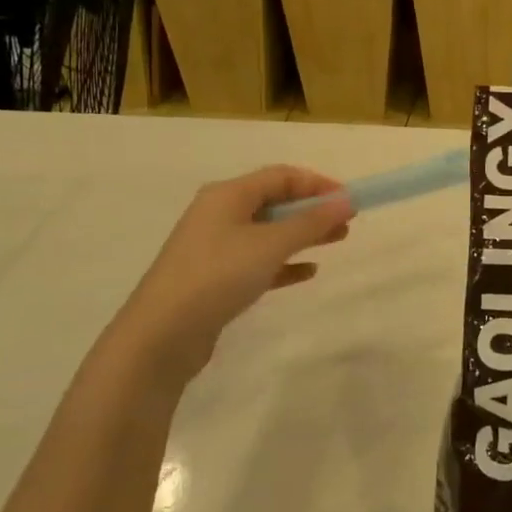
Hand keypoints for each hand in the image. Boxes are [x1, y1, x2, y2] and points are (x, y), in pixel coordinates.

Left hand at [117, 166, 353, 360]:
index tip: (350, 200)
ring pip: (268, 232)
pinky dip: (284, 262)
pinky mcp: (215, 278)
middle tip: (347, 222)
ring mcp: (215, 247)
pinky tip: (308, 272)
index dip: (318, 184)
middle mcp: (219, 214)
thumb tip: (347, 201)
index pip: (281, 176)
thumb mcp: (270, 244)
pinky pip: (258, 261)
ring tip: (338, 241)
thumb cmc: (218, 275)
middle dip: (313, 210)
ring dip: (303, 234)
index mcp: (228, 194)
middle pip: (275, 201)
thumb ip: (311, 222)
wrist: (161, 334)